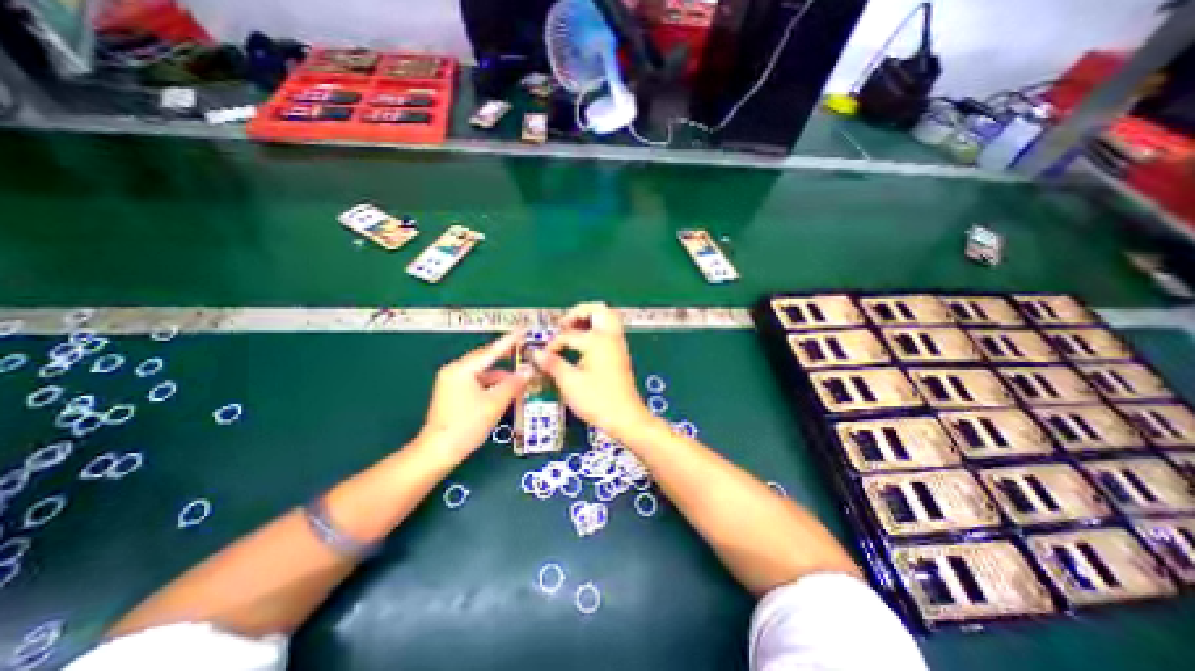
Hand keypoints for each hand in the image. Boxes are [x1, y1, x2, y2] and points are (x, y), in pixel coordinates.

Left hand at [417, 331, 533, 461]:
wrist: (438, 451)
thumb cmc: (467, 425)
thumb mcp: (495, 403)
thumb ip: (514, 383)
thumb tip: (529, 369)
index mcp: (462, 369)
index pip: (491, 351)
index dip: (510, 341)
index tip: (523, 330)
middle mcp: (455, 370)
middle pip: (485, 359)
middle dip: (506, 357)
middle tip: (525, 351)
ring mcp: (452, 382)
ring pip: (482, 372)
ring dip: (500, 374)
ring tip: (520, 376)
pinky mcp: (453, 393)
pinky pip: (477, 381)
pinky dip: (492, 383)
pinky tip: (505, 390)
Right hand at [535, 304, 651, 439]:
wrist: (626, 417)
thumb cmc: (598, 400)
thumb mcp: (570, 382)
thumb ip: (552, 364)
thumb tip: (536, 353)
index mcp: (598, 340)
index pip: (569, 334)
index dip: (553, 344)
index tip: (543, 356)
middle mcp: (611, 337)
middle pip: (599, 310)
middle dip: (579, 312)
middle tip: (564, 324)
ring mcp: (618, 345)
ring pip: (607, 319)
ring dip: (589, 320)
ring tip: (572, 331)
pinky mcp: (620, 355)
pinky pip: (609, 332)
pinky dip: (596, 331)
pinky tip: (583, 346)